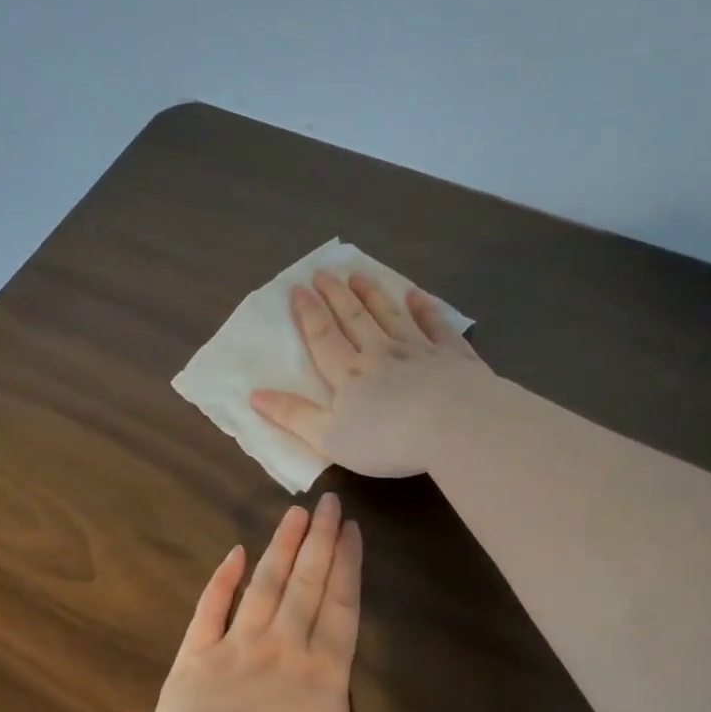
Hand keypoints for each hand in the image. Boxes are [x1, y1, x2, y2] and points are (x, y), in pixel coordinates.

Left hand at [144, 493, 485, 711]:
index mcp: (322, 673)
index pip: (341, 607)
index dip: (348, 565)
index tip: (352, 527)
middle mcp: (282, 647)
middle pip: (306, 584)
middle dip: (319, 540)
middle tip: (328, 500)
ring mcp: (236, 645)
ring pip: (264, 585)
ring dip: (281, 547)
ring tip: (294, 512)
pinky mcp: (195, 654)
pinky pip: (210, 607)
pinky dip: (222, 579)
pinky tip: (234, 552)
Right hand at [251, 270, 490, 478]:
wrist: (456, 427)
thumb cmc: (388, 440)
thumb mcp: (330, 438)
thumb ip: (294, 416)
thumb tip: (254, 396)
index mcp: (350, 375)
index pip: (323, 337)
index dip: (309, 313)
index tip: (298, 289)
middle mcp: (382, 353)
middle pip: (355, 319)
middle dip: (336, 295)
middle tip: (324, 272)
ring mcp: (420, 351)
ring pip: (392, 315)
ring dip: (374, 295)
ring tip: (360, 276)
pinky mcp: (454, 357)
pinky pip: (437, 326)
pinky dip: (426, 310)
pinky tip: (418, 296)